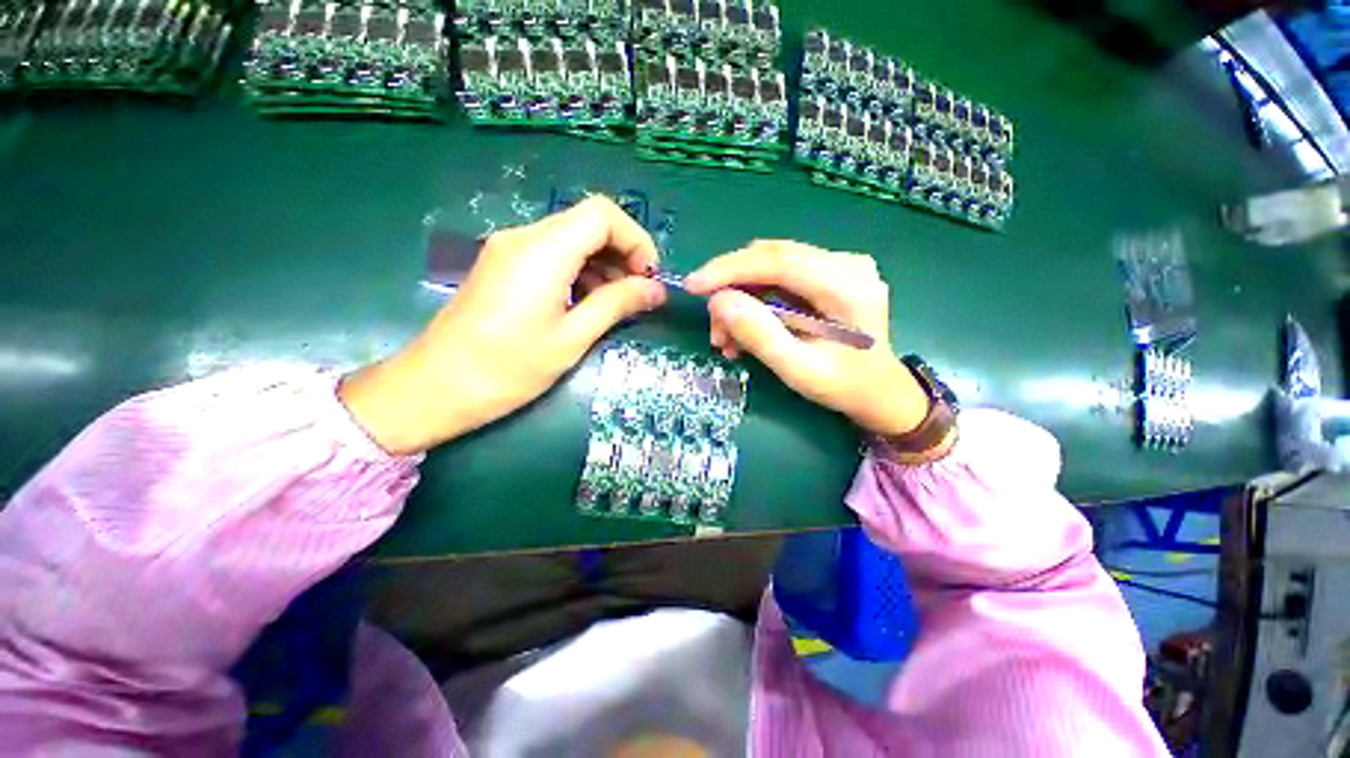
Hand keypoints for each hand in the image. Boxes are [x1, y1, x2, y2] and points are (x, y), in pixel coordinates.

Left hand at [341, 196, 667, 454]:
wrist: (436, 386)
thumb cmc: (509, 368)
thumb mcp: (573, 338)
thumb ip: (617, 305)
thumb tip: (656, 290)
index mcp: (544, 251)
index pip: (603, 215)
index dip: (636, 240)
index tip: (649, 277)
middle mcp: (524, 237)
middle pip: (588, 223)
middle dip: (622, 253)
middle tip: (638, 294)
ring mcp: (509, 249)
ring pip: (571, 237)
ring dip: (602, 263)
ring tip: (615, 303)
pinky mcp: (503, 265)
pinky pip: (552, 253)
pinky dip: (579, 270)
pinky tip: (586, 302)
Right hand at [683, 240, 927, 436]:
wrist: (879, 391)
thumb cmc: (844, 387)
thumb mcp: (799, 371)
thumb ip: (760, 336)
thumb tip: (719, 302)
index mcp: (847, 285)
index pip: (778, 260)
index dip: (729, 269)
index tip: (693, 285)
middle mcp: (846, 263)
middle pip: (771, 259)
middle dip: (732, 289)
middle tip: (714, 328)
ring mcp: (839, 265)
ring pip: (770, 268)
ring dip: (741, 298)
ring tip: (727, 338)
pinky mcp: (828, 273)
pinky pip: (779, 277)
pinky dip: (755, 301)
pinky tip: (745, 329)